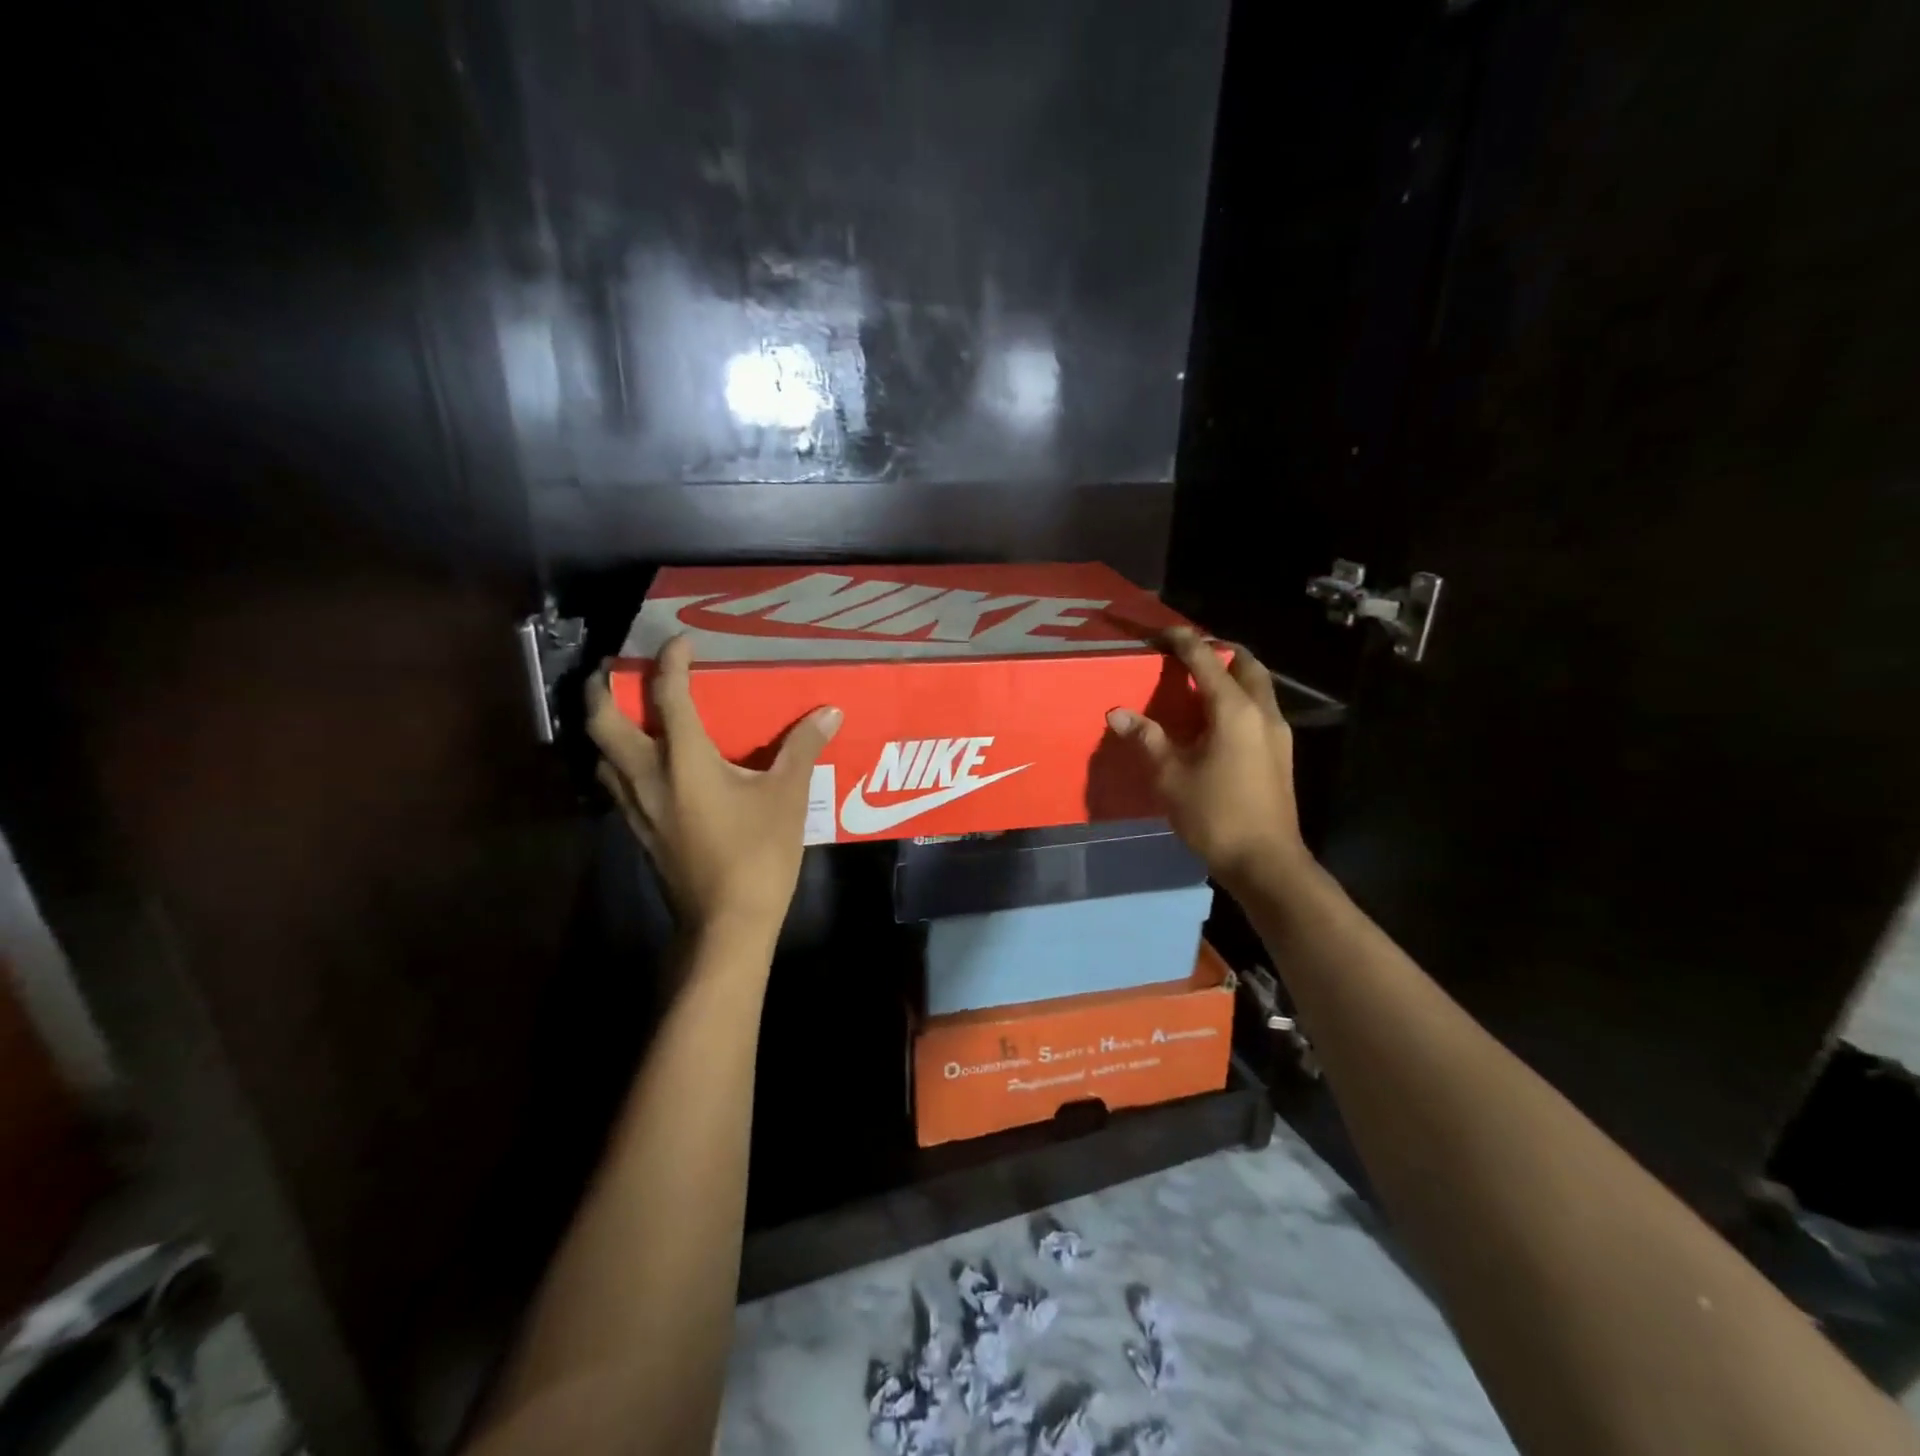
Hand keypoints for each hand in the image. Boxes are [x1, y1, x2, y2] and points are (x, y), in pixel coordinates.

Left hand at [586, 636, 841, 942]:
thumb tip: (830, 712)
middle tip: (617, 669)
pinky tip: (643, 765)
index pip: (667, 697)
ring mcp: (635, 807)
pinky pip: (614, 782)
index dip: (670, 663)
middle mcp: (647, 777)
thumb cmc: (759, 855)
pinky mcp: (638, 831)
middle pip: (604, 722)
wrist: (726, 922)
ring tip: (624, 712)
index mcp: (684, 761)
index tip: (679, 642)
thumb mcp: (788, 798)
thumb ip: (803, 749)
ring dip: (604, 726)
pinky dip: (617, 759)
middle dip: (603, 689)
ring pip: (600, 755)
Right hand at [1106, 629, 1311, 891]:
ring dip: (1231, 674)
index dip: (1182, 641)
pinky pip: (1260, 707)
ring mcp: (1277, 732)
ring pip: (1257, 685)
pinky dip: (1238, 697)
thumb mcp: (1170, 776)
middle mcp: (1262, 711)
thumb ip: (1146, 738)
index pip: (1206, 659)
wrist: (1265, 861)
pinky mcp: (1280, 752)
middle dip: (1217, 650)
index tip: (1161, 632)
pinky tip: (1214, 719)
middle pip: (1244, 663)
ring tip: (1197, 683)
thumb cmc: (1214, 815)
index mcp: (1234, 710)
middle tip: (1186, 654)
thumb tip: (1118, 713)